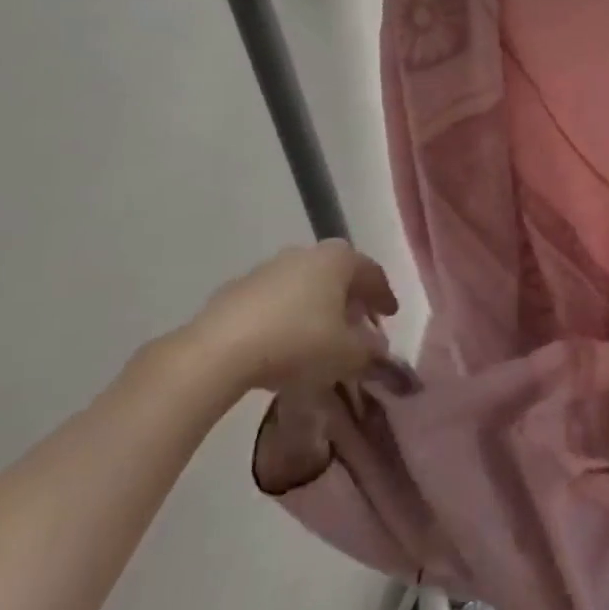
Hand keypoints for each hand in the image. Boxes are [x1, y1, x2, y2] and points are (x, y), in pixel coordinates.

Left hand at [186, 241, 397, 398]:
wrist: (218, 352)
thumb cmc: (298, 342)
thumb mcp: (347, 355)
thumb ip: (370, 352)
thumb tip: (378, 350)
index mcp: (338, 259)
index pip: (371, 272)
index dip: (384, 295)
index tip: (390, 316)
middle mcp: (305, 254)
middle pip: (337, 273)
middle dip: (350, 298)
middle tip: (358, 323)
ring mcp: (267, 269)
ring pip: (304, 285)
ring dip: (316, 307)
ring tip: (320, 337)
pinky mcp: (236, 290)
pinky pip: (274, 301)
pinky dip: (286, 317)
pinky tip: (284, 344)